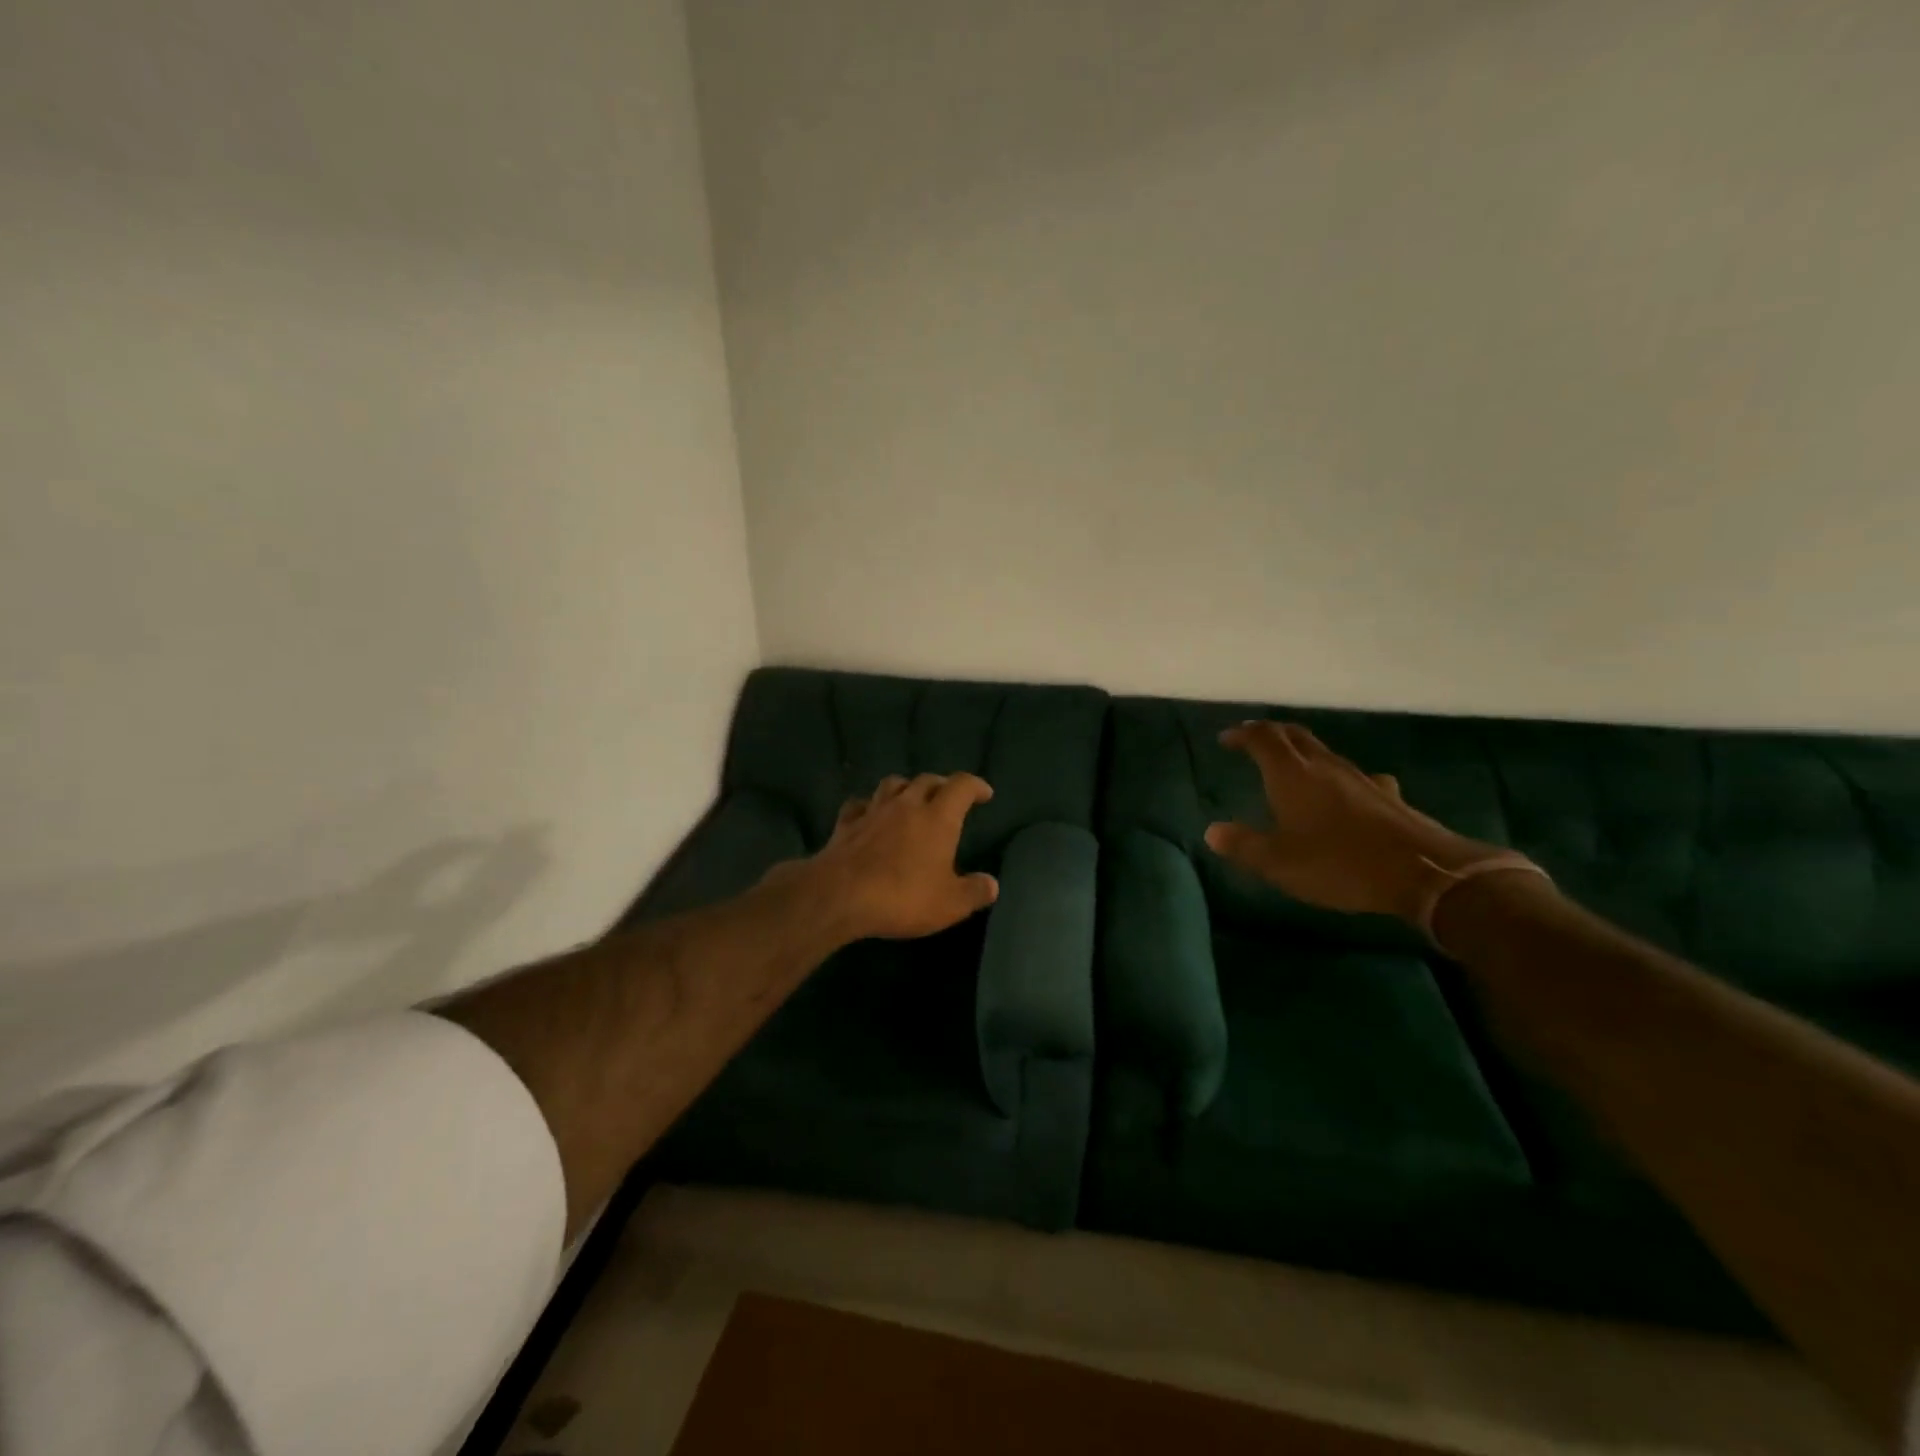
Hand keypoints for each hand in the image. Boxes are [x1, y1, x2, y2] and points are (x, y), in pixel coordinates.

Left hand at [786, 773, 999, 941]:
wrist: (839, 895)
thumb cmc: (902, 897)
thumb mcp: (950, 904)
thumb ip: (974, 892)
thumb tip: (991, 884)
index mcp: (938, 817)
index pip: (961, 786)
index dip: (975, 786)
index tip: (984, 793)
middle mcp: (907, 805)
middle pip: (927, 780)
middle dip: (942, 785)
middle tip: (949, 797)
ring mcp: (873, 811)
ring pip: (892, 784)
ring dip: (906, 787)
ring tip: (911, 799)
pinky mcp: (845, 824)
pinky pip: (859, 804)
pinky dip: (869, 805)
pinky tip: (869, 814)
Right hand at [1204, 721, 1502, 923]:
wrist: (1424, 873)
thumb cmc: (1339, 864)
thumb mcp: (1279, 863)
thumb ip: (1243, 845)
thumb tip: (1213, 831)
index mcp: (1292, 775)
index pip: (1263, 738)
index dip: (1242, 734)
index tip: (1226, 739)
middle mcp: (1324, 766)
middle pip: (1295, 736)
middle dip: (1270, 734)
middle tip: (1253, 742)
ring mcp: (1360, 778)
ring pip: (1324, 752)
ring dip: (1302, 752)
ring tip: (1290, 768)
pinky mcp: (1386, 795)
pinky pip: (1354, 776)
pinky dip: (1337, 777)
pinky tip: (1344, 794)